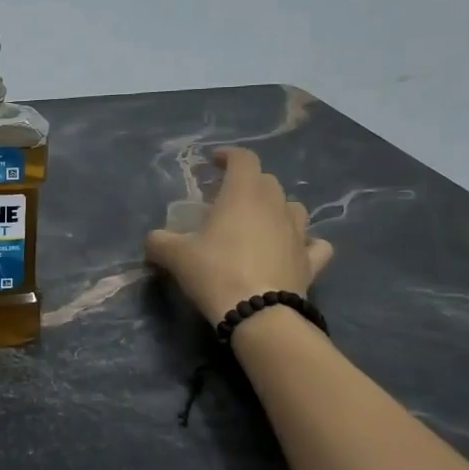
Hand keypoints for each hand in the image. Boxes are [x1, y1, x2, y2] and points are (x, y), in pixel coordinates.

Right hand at [144, 147, 334, 324]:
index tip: (214, 162)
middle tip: (228, 200)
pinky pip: (314, 244)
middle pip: (267, 181)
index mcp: (243, 194)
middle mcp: (275, 206)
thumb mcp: (175, 256)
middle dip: (249, 184)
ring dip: (277, 209)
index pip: (243, 159)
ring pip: (294, 208)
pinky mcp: (311, 261)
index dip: (228, 156)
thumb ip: (159, 241)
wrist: (258, 314)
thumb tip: (153, 240)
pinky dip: (306, 243)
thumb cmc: (215, 272)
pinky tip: (295, 250)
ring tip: (260, 223)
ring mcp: (298, 233)